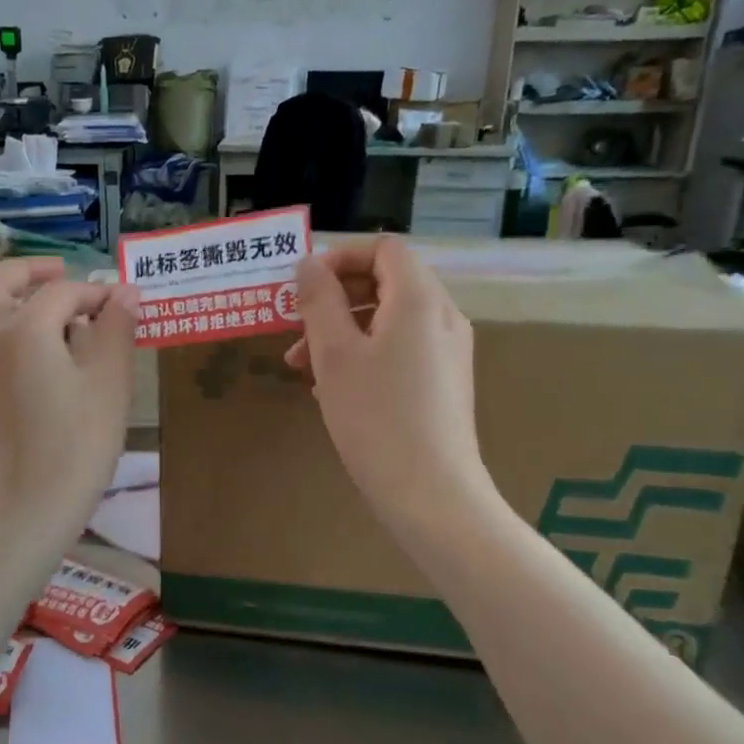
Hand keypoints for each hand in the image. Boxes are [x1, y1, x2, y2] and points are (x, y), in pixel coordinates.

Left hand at [0, 258, 140, 537]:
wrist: (31, 507)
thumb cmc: (79, 442)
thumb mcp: (110, 381)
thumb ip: (116, 328)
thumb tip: (125, 292)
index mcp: (22, 329)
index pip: (62, 293)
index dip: (95, 294)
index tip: (121, 306)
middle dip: (30, 272)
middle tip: (60, 272)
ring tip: (24, 294)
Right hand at [284, 238, 491, 531]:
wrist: (431, 495)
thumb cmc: (377, 418)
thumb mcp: (335, 355)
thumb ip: (319, 301)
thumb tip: (308, 264)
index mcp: (419, 300)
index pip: (384, 248)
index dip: (341, 258)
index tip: (304, 288)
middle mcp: (442, 317)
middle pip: (386, 282)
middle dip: (334, 300)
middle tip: (295, 330)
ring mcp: (448, 351)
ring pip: (389, 319)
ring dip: (343, 331)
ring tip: (302, 368)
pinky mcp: (444, 382)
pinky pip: (401, 348)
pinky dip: (365, 354)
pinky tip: (334, 390)